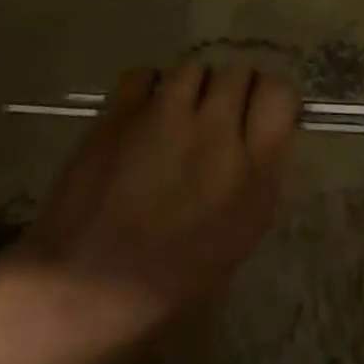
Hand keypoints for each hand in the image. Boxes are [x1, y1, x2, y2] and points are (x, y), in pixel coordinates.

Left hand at [8, 64, 299, 330]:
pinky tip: (142, 116)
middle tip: (218, 117)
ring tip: (178, 116)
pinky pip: (146, 75)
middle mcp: (216, 131)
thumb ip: (258, 174)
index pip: (280, 92)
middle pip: (239, 72)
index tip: (261, 113)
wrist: (83, 294)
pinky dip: (148, 89)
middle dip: (234, 89)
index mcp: (255, 169)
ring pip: (194, 68)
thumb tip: (258, 134)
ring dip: (193, 87)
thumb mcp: (241, 234)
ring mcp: (165, 117)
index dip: (272, 97)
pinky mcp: (120, 114)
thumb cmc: (172, 282)